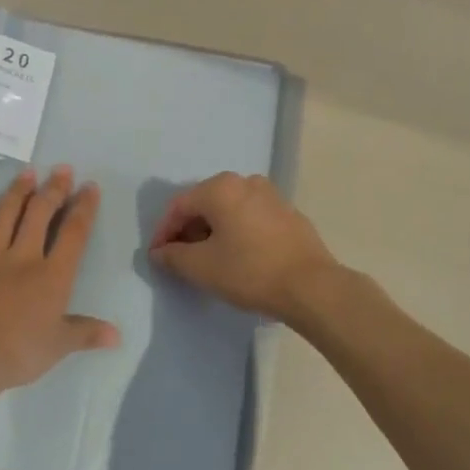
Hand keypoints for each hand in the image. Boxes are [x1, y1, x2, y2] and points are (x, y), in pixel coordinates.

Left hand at [0, 166, 118, 392]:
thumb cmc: (17, 354)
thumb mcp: (58, 347)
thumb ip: (86, 333)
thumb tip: (117, 335)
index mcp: (52, 276)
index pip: (74, 234)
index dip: (83, 209)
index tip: (89, 187)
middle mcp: (23, 258)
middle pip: (40, 215)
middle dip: (53, 190)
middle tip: (62, 169)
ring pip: (6, 217)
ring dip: (18, 192)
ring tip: (27, 172)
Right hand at [149, 173, 339, 323]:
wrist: (312, 287)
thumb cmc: (250, 271)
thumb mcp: (201, 267)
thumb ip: (173, 256)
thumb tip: (160, 252)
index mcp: (221, 188)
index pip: (179, 206)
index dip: (163, 231)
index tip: (157, 257)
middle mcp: (246, 182)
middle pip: (205, 204)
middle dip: (188, 231)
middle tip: (180, 258)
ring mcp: (272, 196)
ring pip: (230, 210)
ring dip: (213, 232)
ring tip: (208, 260)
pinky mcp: (289, 214)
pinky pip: (251, 218)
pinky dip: (237, 233)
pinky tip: (238, 258)